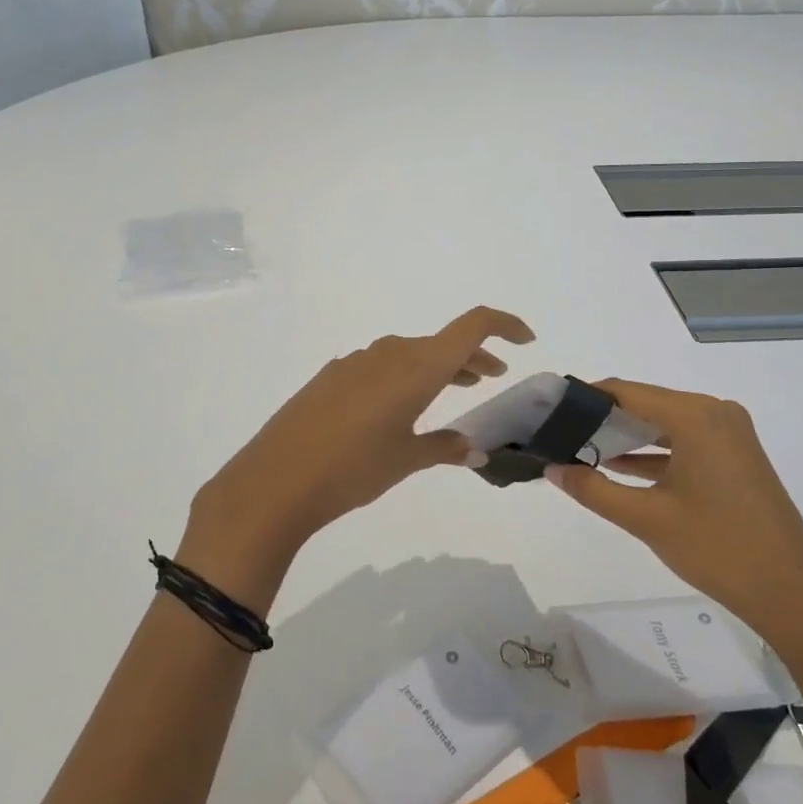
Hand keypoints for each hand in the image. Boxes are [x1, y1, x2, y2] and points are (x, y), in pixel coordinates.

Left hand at [179, 307, 534, 603]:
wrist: (277, 478)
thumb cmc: (354, 468)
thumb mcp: (406, 460)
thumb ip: (444, 447)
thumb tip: (474, 448)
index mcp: (417, 366)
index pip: (472, 326)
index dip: (503, 325)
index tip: (525, 340)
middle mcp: (390, 353)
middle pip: (442, 343)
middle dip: (472, 357)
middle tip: (492, 376)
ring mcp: (357, 361)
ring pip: (411, 354)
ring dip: (438, 367)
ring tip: (455, 387)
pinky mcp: (333, 376)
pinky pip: (382, 366)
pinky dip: (404, 376)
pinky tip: (400, 406)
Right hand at [546, 380, 802, 661]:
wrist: (793, 595)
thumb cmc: (717, 548)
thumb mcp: (646, 518)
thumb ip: (592, 488)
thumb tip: (550, 468)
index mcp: (695, 415)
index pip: (626, 391)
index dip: (585, 398)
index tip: (549, 409)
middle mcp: (714, 412)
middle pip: (645, 403)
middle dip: (602, 418)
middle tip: (559, 432)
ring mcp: (730, 434)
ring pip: (664, 423)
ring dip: (627, 436)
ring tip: (580, 448)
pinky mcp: (737, 456)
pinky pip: (685, 440)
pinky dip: (654, 452)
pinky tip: (620, 467)